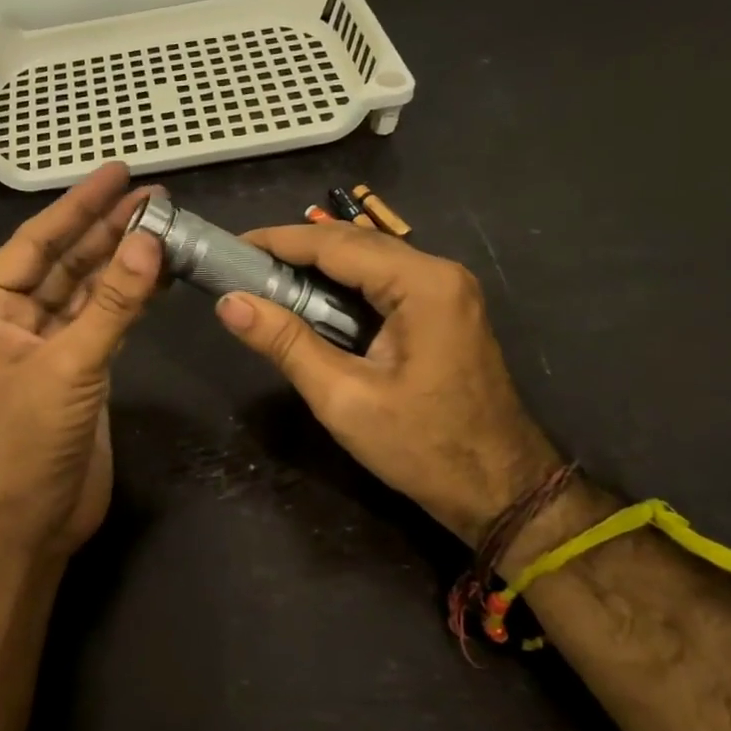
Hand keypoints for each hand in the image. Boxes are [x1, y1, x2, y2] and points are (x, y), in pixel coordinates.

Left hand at [0, 163, 162, 557]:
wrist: (29, 521)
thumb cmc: (28, 439)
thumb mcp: (70, 365)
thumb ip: (113, 302)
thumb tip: (150, 239)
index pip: (36, 243)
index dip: (77, 206)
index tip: (115, 173)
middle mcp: (14, 319)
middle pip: (65, 261)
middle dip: (106, 228)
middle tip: (153, 195)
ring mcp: (48, 344)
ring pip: (89, 290)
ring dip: (123, 260)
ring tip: (164, 224)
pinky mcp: (79, 369)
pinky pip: (106, 320)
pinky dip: (132, 298)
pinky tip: (159, 273)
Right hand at [213, 222, 559, 544]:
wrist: (501, 490)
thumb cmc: (422, 447)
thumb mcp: (343, 398)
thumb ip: (285, 343)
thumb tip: (229, 303)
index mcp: (422, 285)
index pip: (336, 244)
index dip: (278, 241)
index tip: (231, 246)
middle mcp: (439, 273)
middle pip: (354, 243)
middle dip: (295, 250)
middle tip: (241, 267)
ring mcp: (447, 291)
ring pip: (369, 260)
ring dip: (317, 267)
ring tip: (265, 280)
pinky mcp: (444, 310)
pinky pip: (384, 282)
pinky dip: (342, 285)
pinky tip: (311, 302)